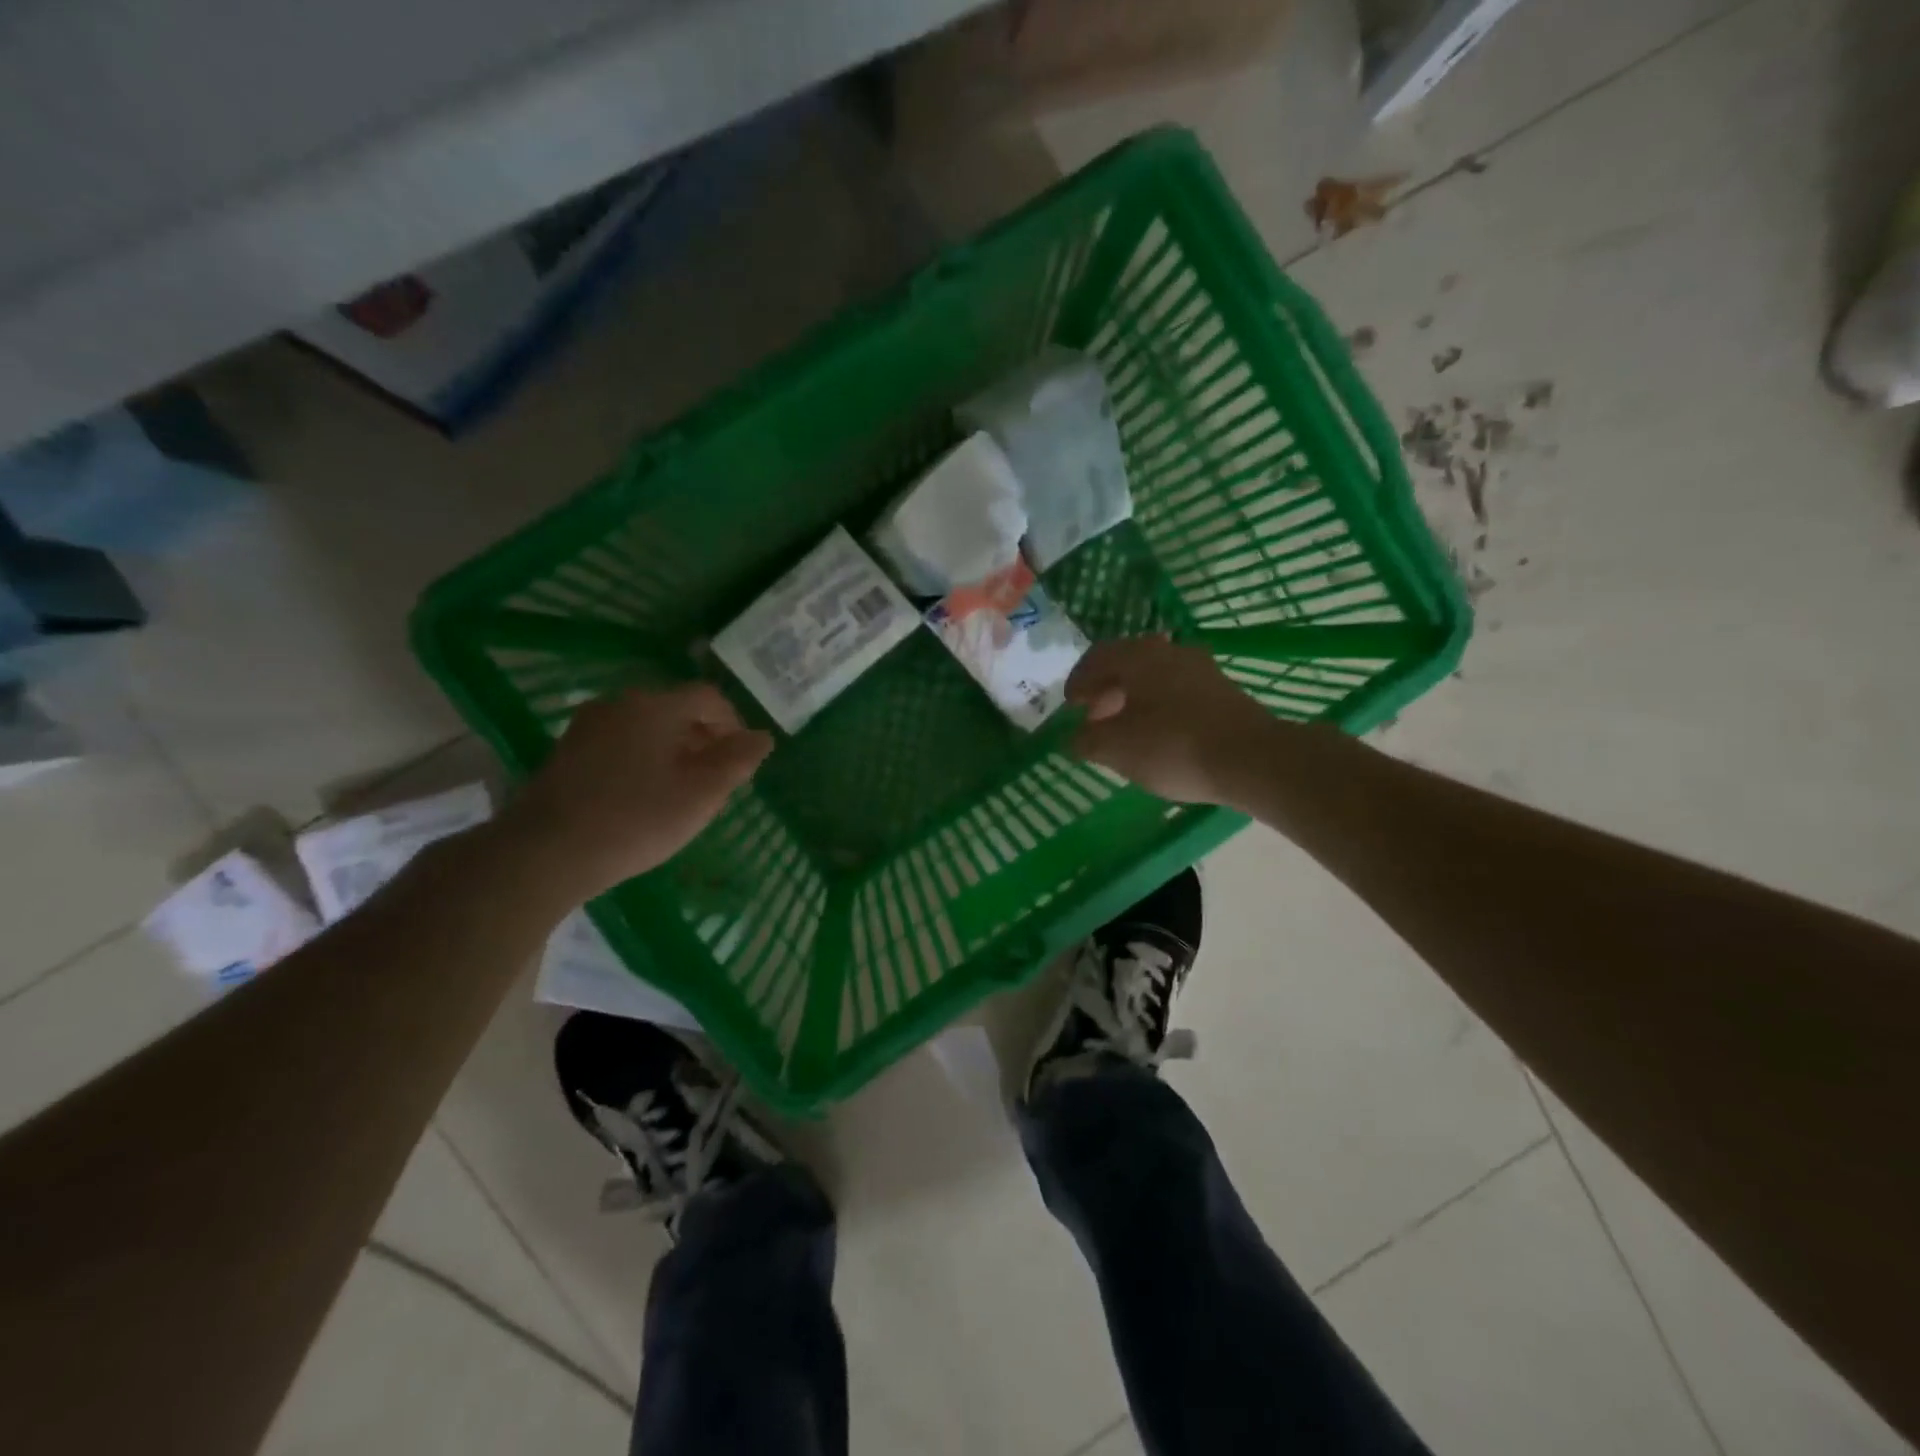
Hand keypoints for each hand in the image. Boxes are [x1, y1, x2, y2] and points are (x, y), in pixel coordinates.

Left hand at [502, 683, 772, 899]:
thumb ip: (738, 761)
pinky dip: (642, 759)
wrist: (545, 852)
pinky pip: (620, 743)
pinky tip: (642, 796)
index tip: (742, 760)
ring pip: (646, 727)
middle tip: (716, 780)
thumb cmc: (637, 819)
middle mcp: (620, 703)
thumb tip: (762, 737)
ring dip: (672, 750)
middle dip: (703, 738)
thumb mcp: (702, 793)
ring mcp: (587, 725)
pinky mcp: (566, 751)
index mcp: (656, 705)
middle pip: (676, 709)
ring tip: (681, 791)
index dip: (733, 724)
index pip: (709, 697)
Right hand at [1066, 637, 1278, 803]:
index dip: (1078, 681)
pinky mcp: (1223, 691)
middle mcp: (1169, 652)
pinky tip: (1159, 733)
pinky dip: (1159, 705)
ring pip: (1156, 676)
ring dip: (1134, 697)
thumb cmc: (1172, 746)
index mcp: (1138, 656)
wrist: (1252, 759)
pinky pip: (1178, 690)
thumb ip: (1087, 741)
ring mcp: (1201, 669)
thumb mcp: (1116, 749)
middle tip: (1095, 717)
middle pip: (1128, 663)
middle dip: (1107, 689)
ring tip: (1126, 728)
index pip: (1097, 657)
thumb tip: (1072, 738)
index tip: (1071, 706)